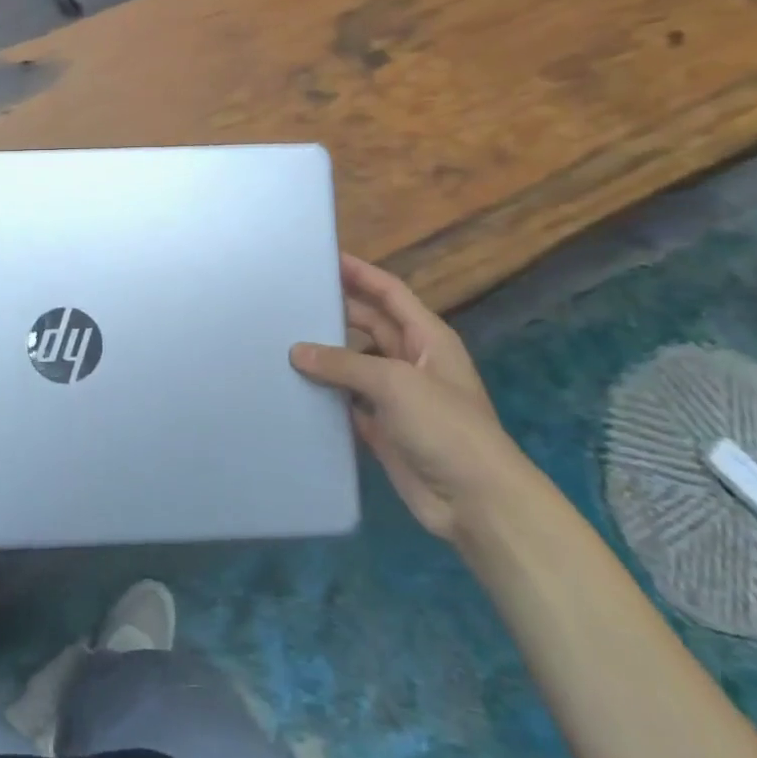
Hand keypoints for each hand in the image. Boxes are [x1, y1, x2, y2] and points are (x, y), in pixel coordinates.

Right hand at [291, 255, 533, 544]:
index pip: (389, 292)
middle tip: (291, 301)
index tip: (324, 257)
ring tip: (281, 341)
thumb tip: (297, 351)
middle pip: (367, 325)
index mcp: (426, 337)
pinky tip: (293, 387)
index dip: (360, 273)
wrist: (475, 500)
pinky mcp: (381, 428)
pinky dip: (324, 395)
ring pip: (353, 365)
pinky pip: (346, 403)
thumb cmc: (444, 427)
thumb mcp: (395, 383)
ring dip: (325, 356)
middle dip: (335, 312)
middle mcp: (410, 360)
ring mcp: (396, 397)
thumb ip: (344, 363)